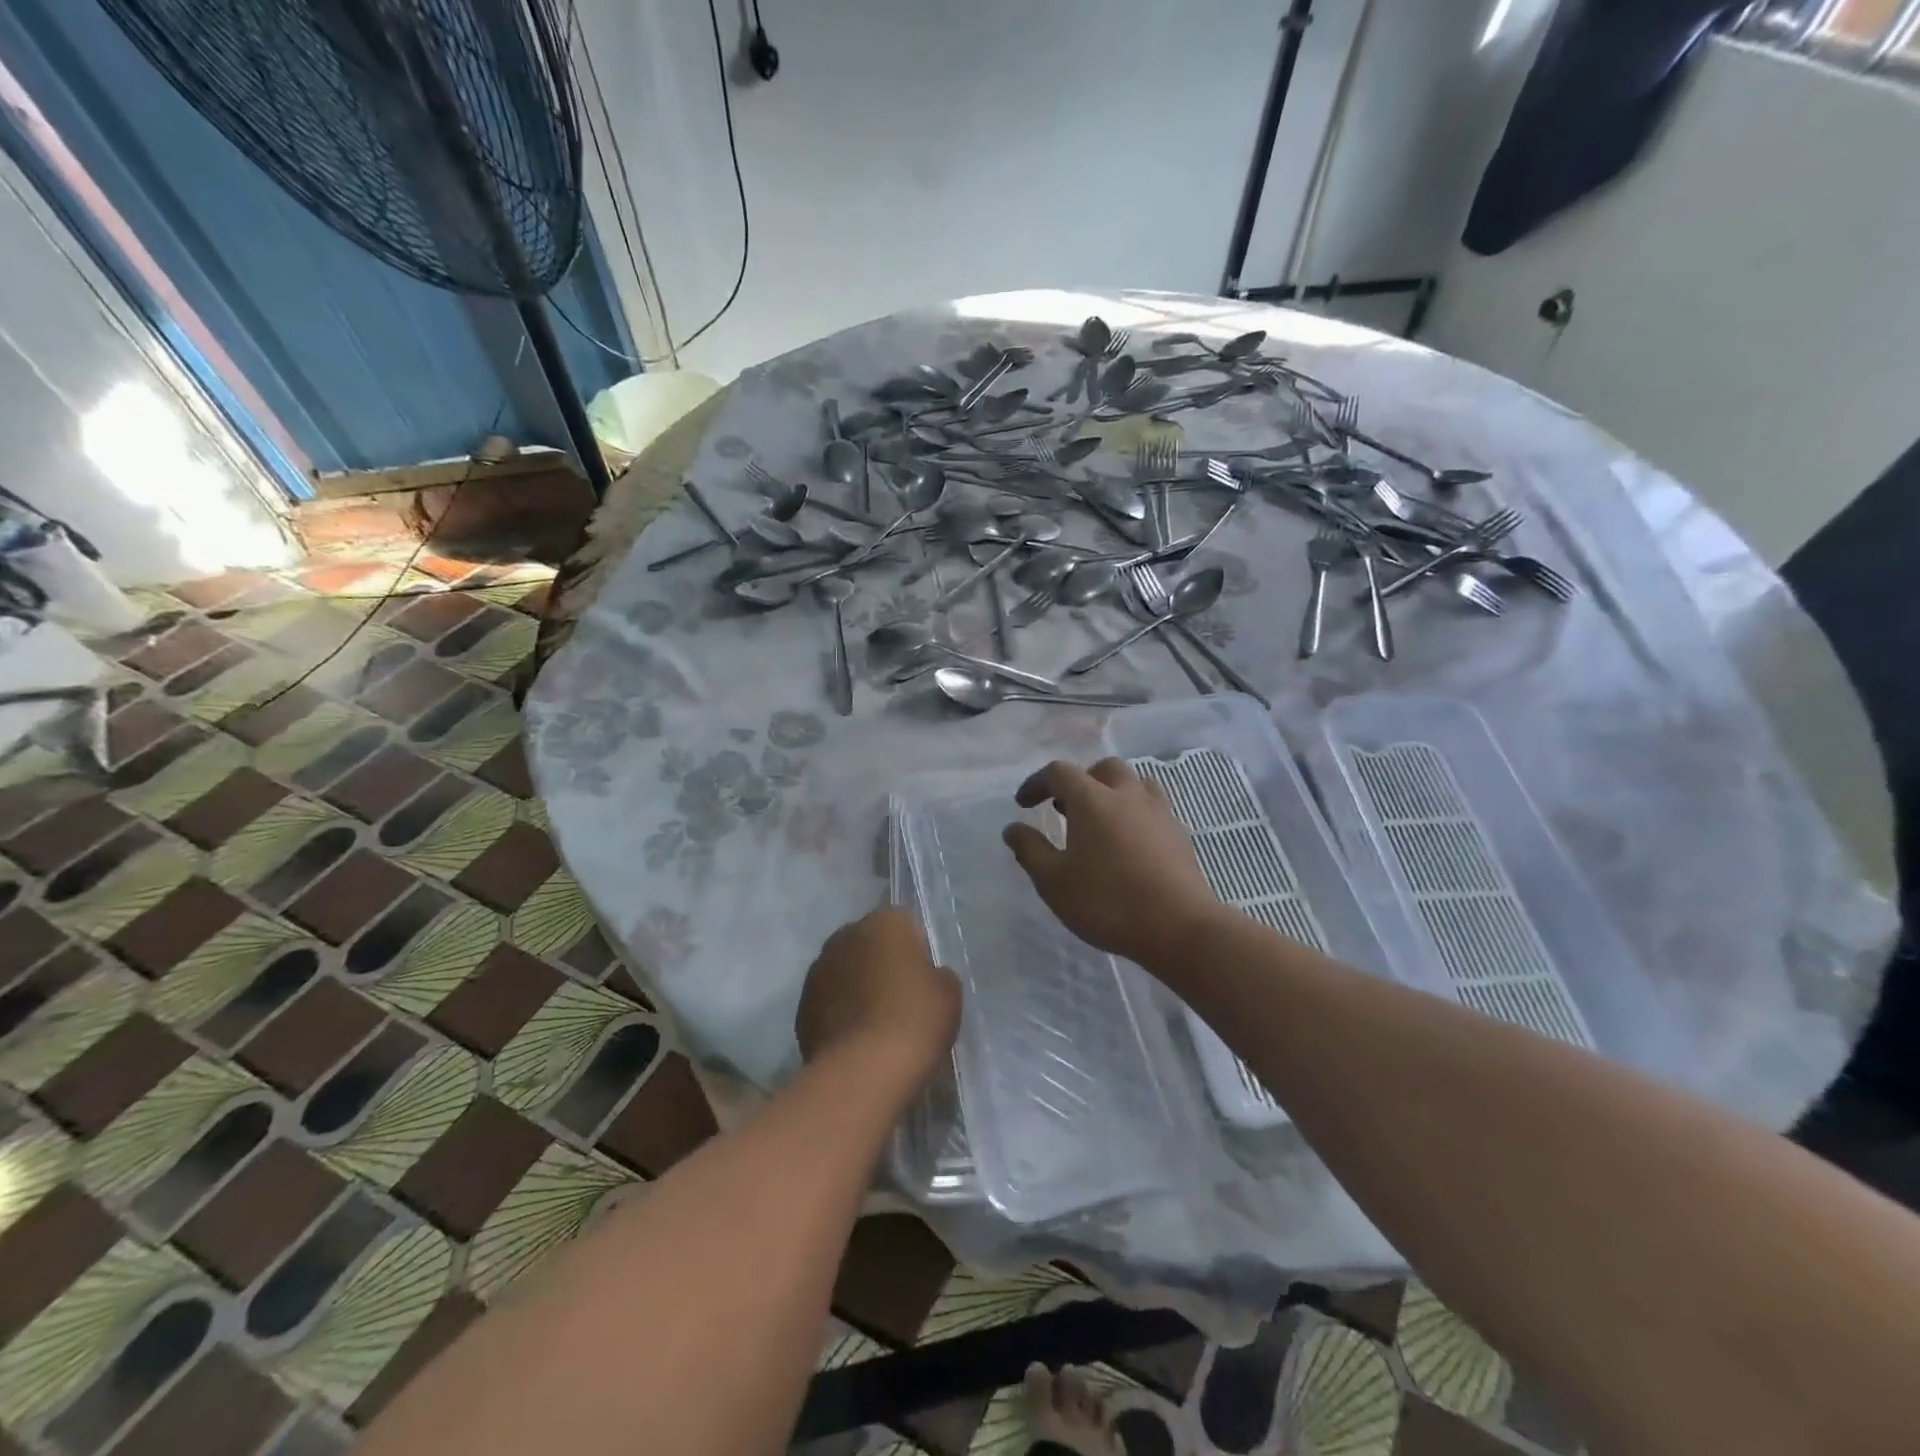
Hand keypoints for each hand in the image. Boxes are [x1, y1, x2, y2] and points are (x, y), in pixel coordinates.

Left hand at [796, 908, 960, 1084]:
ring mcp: (818, 970)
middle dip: (883, 963)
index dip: (917, 949)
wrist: (863, 1072)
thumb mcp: (949, 992)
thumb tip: (923, 977)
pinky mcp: (801, 1006)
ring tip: (877, 1023)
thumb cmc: (914, 1020)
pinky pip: (829, 1001)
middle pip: (870, 944)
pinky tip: (856, 1040)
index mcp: (884, 922)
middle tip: (902, 998)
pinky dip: (840, 1013)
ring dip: (858, 987)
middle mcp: (846, 935)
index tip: (924, 978)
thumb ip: (936, 973)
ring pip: (846, 971)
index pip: (904, 923)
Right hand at [1004, 757, 1220, 966]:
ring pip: (1134, 783)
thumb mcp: (1054, 882)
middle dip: (1080, 781)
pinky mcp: (1178, 833)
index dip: (1037, 783)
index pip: (1059, 772)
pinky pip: (1152, 807)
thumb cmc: (1108, 902)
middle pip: (1103, 769)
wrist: (1179, 927)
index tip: (1024, 803)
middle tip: (1065, 808)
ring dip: (1112, 792)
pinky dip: (1134, 812)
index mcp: (1093, 799)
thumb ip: (1030, 850)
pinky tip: (1128, 842)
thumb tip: (1013, 828)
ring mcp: (1158, 811)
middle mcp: (1127, 795)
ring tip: (1100, 820)